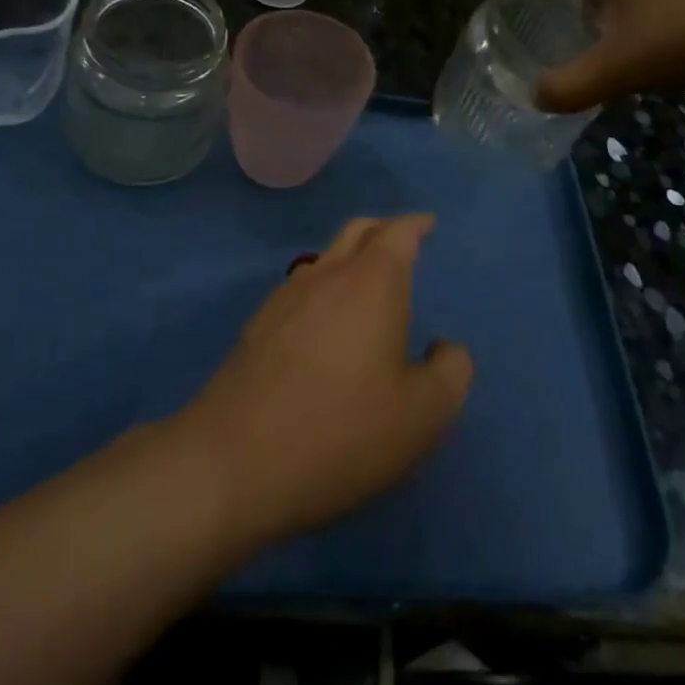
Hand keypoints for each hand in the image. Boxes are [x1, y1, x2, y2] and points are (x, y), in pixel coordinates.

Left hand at [175, 215, 472, 550]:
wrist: (234, 461)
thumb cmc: (342, 430)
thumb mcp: (423, 414)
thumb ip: (450, 371)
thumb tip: (444, 347)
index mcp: (372, 282)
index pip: (398, 232)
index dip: (416, 224)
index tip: (428, 223)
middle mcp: (328, 274)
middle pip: (357, 231)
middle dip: (383, 228)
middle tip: (402, 240)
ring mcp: (286, 297)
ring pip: (325, 257)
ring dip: (350, 257)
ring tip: (366, 281)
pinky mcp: (258, 325)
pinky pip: (301, 287)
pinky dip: (324, 286)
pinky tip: (326, 321)